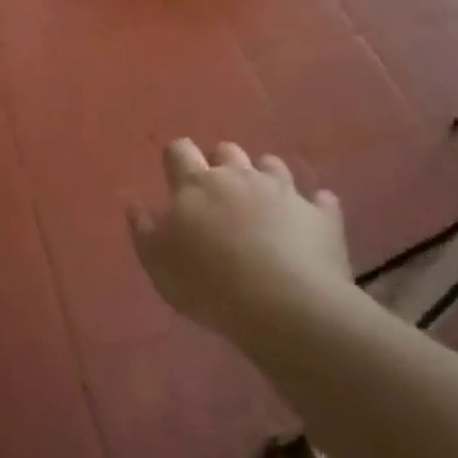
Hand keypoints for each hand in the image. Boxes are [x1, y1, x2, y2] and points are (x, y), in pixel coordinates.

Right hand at [128, 139, 354, 337]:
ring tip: (261, 203)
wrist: (284, 306)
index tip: (173, 175)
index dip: (175, 158)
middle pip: (227, 151)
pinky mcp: (322, 216)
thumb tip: (135, 204)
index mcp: (196, 184)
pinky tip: (309, 219)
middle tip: (217, 193)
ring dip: (264, 176)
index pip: (179, 151)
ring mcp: (285, 192)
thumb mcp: (158, 263)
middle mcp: (240, 177)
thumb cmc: (208, 283)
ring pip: (273, 165)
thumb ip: (143, 229)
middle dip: (220, 163)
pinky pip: (321, 200)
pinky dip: (313, 206)